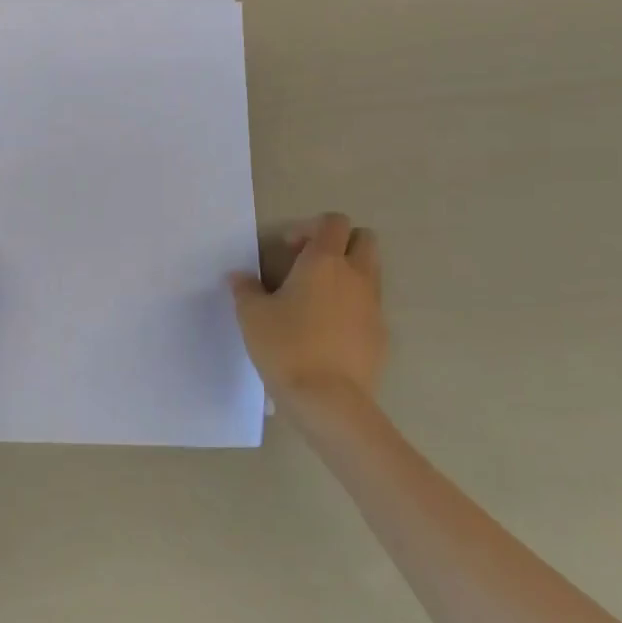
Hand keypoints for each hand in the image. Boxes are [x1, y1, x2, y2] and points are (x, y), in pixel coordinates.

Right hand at [231, 213, 387, 427]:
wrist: (329, 400)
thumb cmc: (286, 347)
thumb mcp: (252, 315)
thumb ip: (245, 289)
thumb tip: (239, 276)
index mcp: (324, 261)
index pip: (333, 222)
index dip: (310, 227)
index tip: (288, 248)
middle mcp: (355, 275)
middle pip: (364, 239)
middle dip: (340, 243)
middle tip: (310, 265)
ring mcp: (373, 305)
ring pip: (370, 272)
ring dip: (348, 274)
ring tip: (317, 299)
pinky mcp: (381, 334)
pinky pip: (370, 306)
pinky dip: (353, 307)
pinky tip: (328, 331)